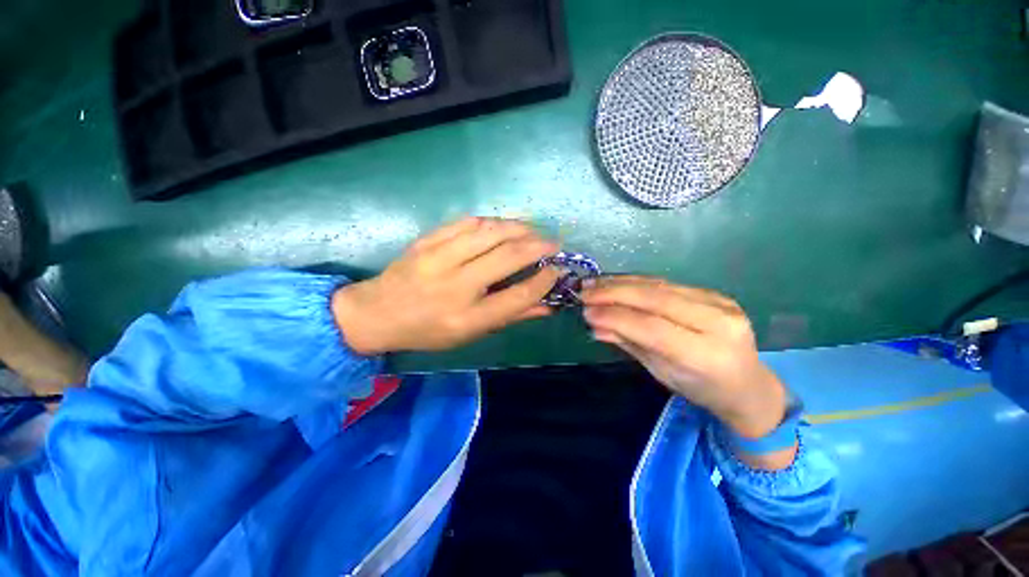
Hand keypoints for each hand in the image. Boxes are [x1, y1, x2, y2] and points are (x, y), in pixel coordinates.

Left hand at [331, 217, 560, 354]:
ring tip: (534, 230)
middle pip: (508, 257)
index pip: (518, 296)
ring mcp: (439, 258)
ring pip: (490, 232)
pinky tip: (504, 225)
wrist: (377, 313)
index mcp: (467, 318)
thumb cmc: (429, 331)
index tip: (556, 270)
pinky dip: (492, 221)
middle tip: (554, 243)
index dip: (543, 281)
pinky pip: (467, 222)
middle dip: (538, 246)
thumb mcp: (471, 334)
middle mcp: (455, 286)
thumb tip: (548, 304)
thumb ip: (511, 317)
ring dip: (519, 227)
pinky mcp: (427, 240)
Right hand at [581, 276, 786, 439]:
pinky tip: (615, 282)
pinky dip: (636, 282)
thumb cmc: (700, 387)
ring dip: (621, 283)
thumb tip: (594, 324)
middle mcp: (718, 324)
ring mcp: (720, 303)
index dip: (616, 317)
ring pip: (660, 285)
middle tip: (585, 291)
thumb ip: (629, 343)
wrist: (747, 383)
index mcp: (707, 356)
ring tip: (594, 283)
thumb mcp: (661, 372)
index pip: (653, 328)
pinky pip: (667, 283)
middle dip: (614, 293)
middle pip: (657, 299)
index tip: (586, 312)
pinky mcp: (714, 293)